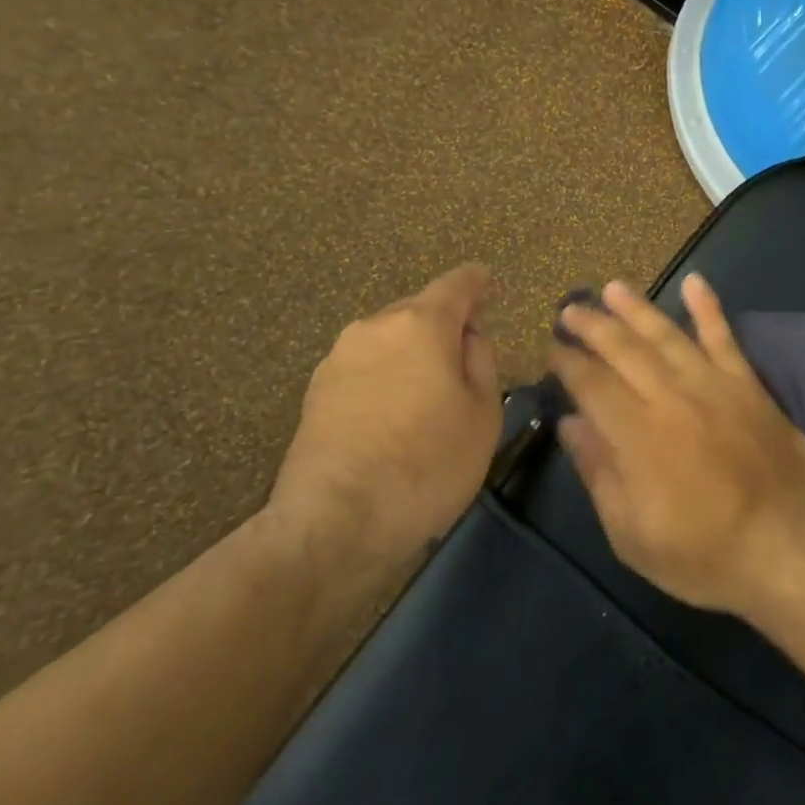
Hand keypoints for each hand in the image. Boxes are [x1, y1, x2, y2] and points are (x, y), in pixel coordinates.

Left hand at [268, 264, 501, 576]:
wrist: (334, 523)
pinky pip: (366, 367)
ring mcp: (339, 358)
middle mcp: (375, 327)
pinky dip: (387, 377)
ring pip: (389, 339)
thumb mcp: (484, 413)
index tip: (489, 284)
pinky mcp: (315, 392)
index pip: (457, 283)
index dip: (478, 281)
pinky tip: (395, 414)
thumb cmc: (427, 463)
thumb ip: (482, 360)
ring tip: (430, 392)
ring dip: (413, 353)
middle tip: (467, 357)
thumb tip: (468, 336)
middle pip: (420, 310)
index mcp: (422, 324)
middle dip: (445, 324)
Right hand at [548, 275, 804, 620]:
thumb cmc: (703, 553)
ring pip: (666, 334)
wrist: (787, 548)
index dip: (567, 363)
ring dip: (636, 308)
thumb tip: (571, 423)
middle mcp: (670, 397)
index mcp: (637, 436)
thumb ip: (599, 473)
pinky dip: (708, 308)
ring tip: (612, 288)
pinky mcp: (747, 384)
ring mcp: (713, 384)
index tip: (552, 348)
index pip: (591, 384)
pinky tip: (695, 282)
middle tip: (571, 309)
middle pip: (623, 350)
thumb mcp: (632, 535)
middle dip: (592, 326)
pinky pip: (724, 337)